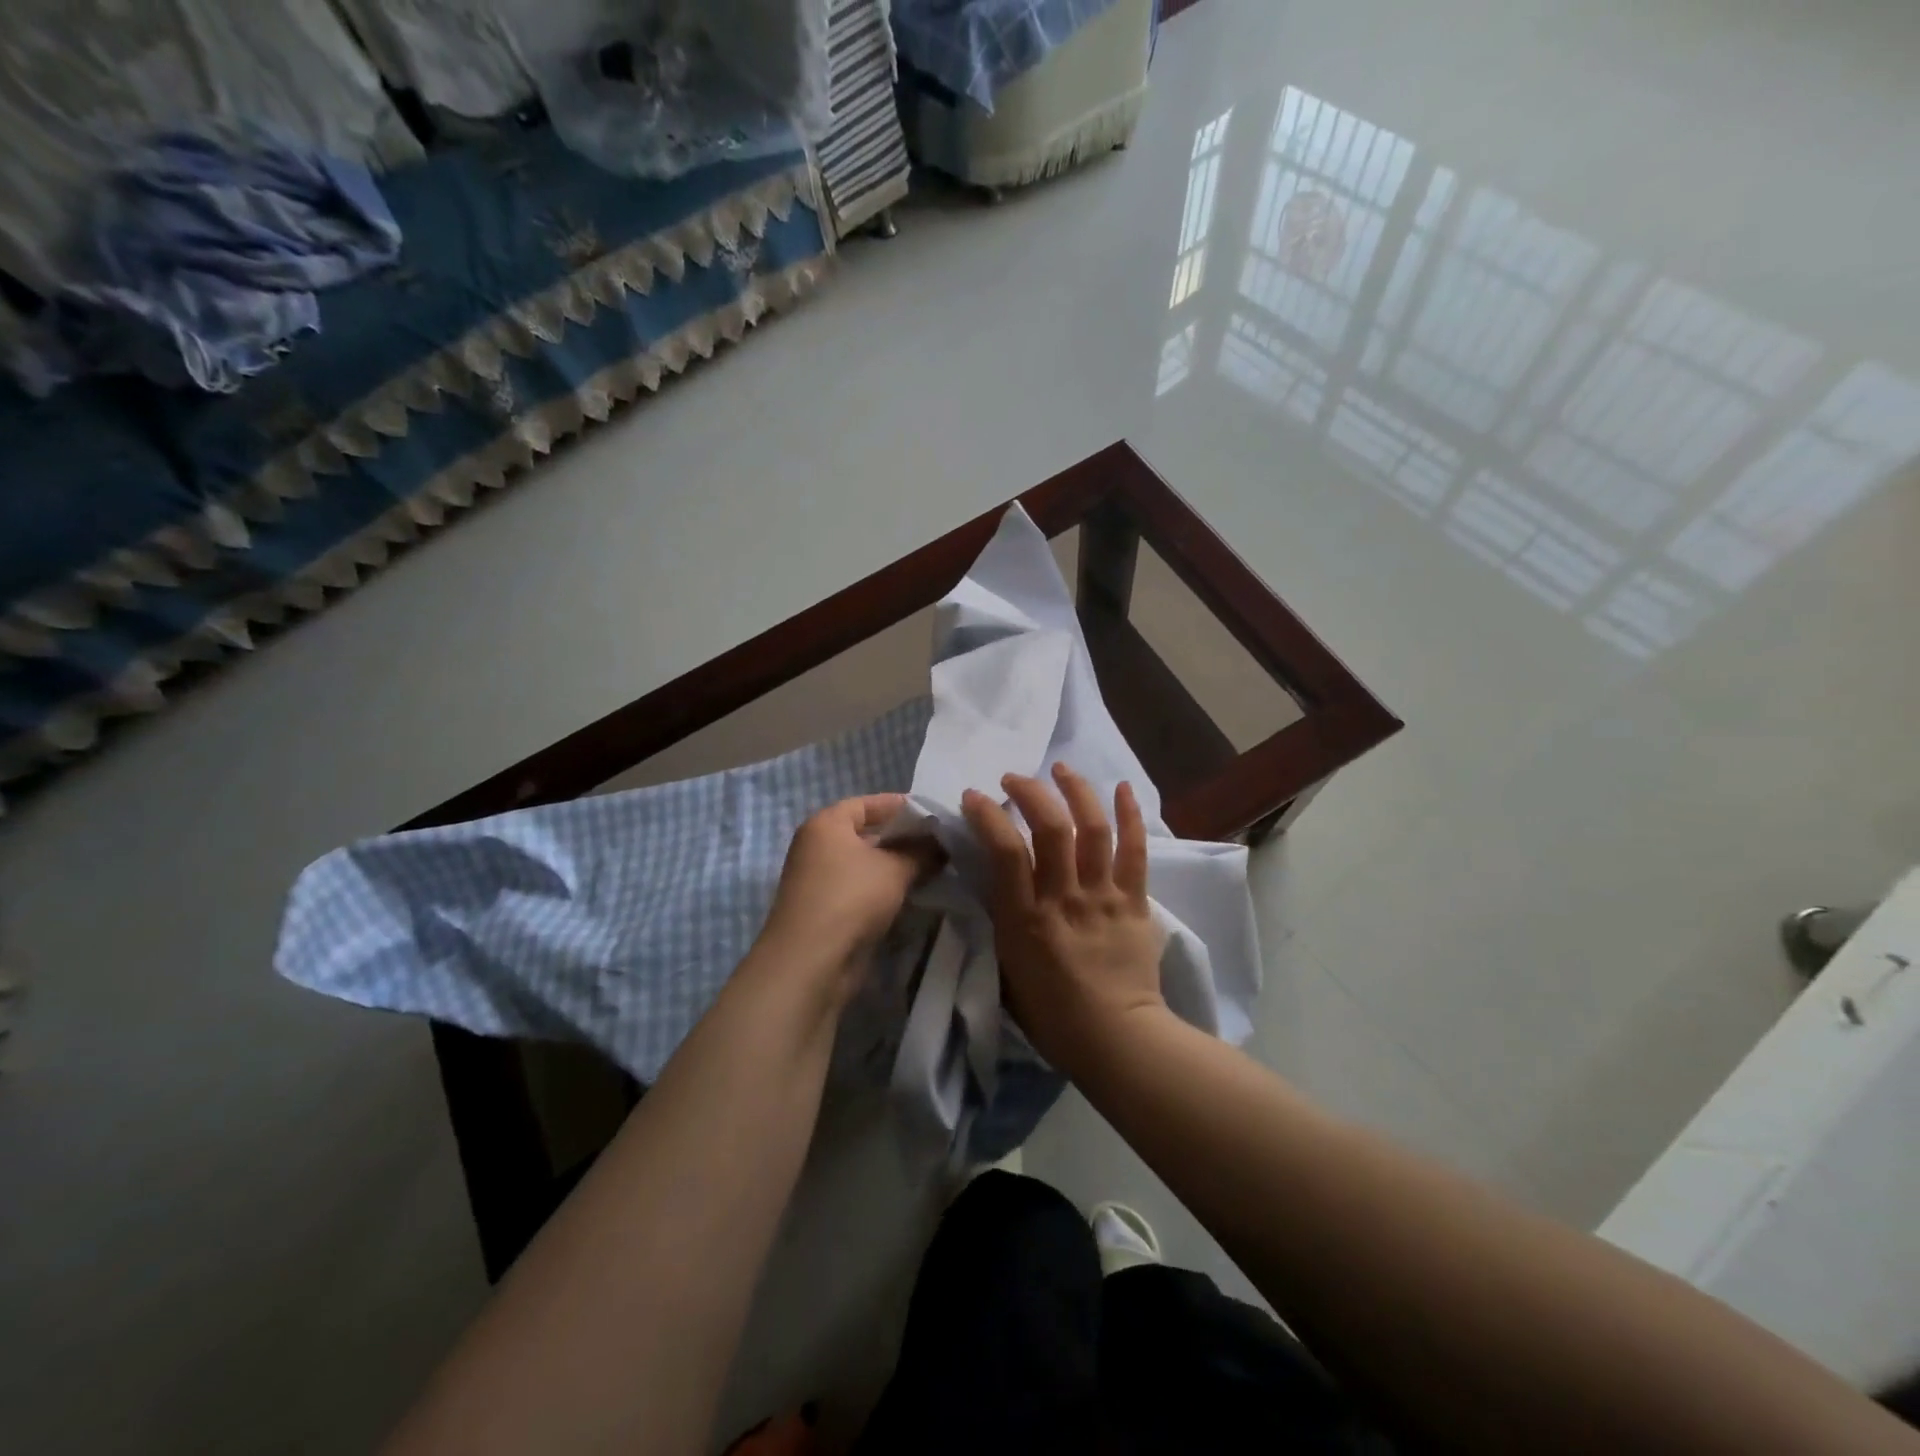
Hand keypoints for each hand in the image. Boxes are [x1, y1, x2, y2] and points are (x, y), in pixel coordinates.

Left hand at [760, 794, 934, 997]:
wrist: (811, 961)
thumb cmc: (851, 897)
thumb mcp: (895, 869)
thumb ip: (922, 851)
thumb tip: (942, 844)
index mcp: (827, 823)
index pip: (868, 804)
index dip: (901, 806)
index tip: (934, 814)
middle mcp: (817, 846)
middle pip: (866, 833)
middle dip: (903, 837)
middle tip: (940, 842)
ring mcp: (819, 879)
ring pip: (865, 863)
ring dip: (896, 865)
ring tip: (934, 867)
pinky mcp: (826, 909)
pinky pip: (861, 888)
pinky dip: (884, 888)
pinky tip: (913, 893)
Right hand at [962, 764, 1165, 1073]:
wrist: (1116, 1039)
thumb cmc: (1052, 1014)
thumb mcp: (1007, 969)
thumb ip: (1001, 921)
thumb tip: (995, 883)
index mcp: (1027, 919)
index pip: (1005, 852)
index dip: (988, 815)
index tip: (974, 796)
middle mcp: (1065, 898)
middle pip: (1051, 828)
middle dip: (1030, 792)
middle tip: (1015, 778)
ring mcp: (1104, 896)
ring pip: (1093, 828)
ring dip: (1076, 791)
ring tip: (1062, 769)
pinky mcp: (1135, 901)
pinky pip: (1135, 851)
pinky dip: (1131, 815)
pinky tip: (1123, 788)